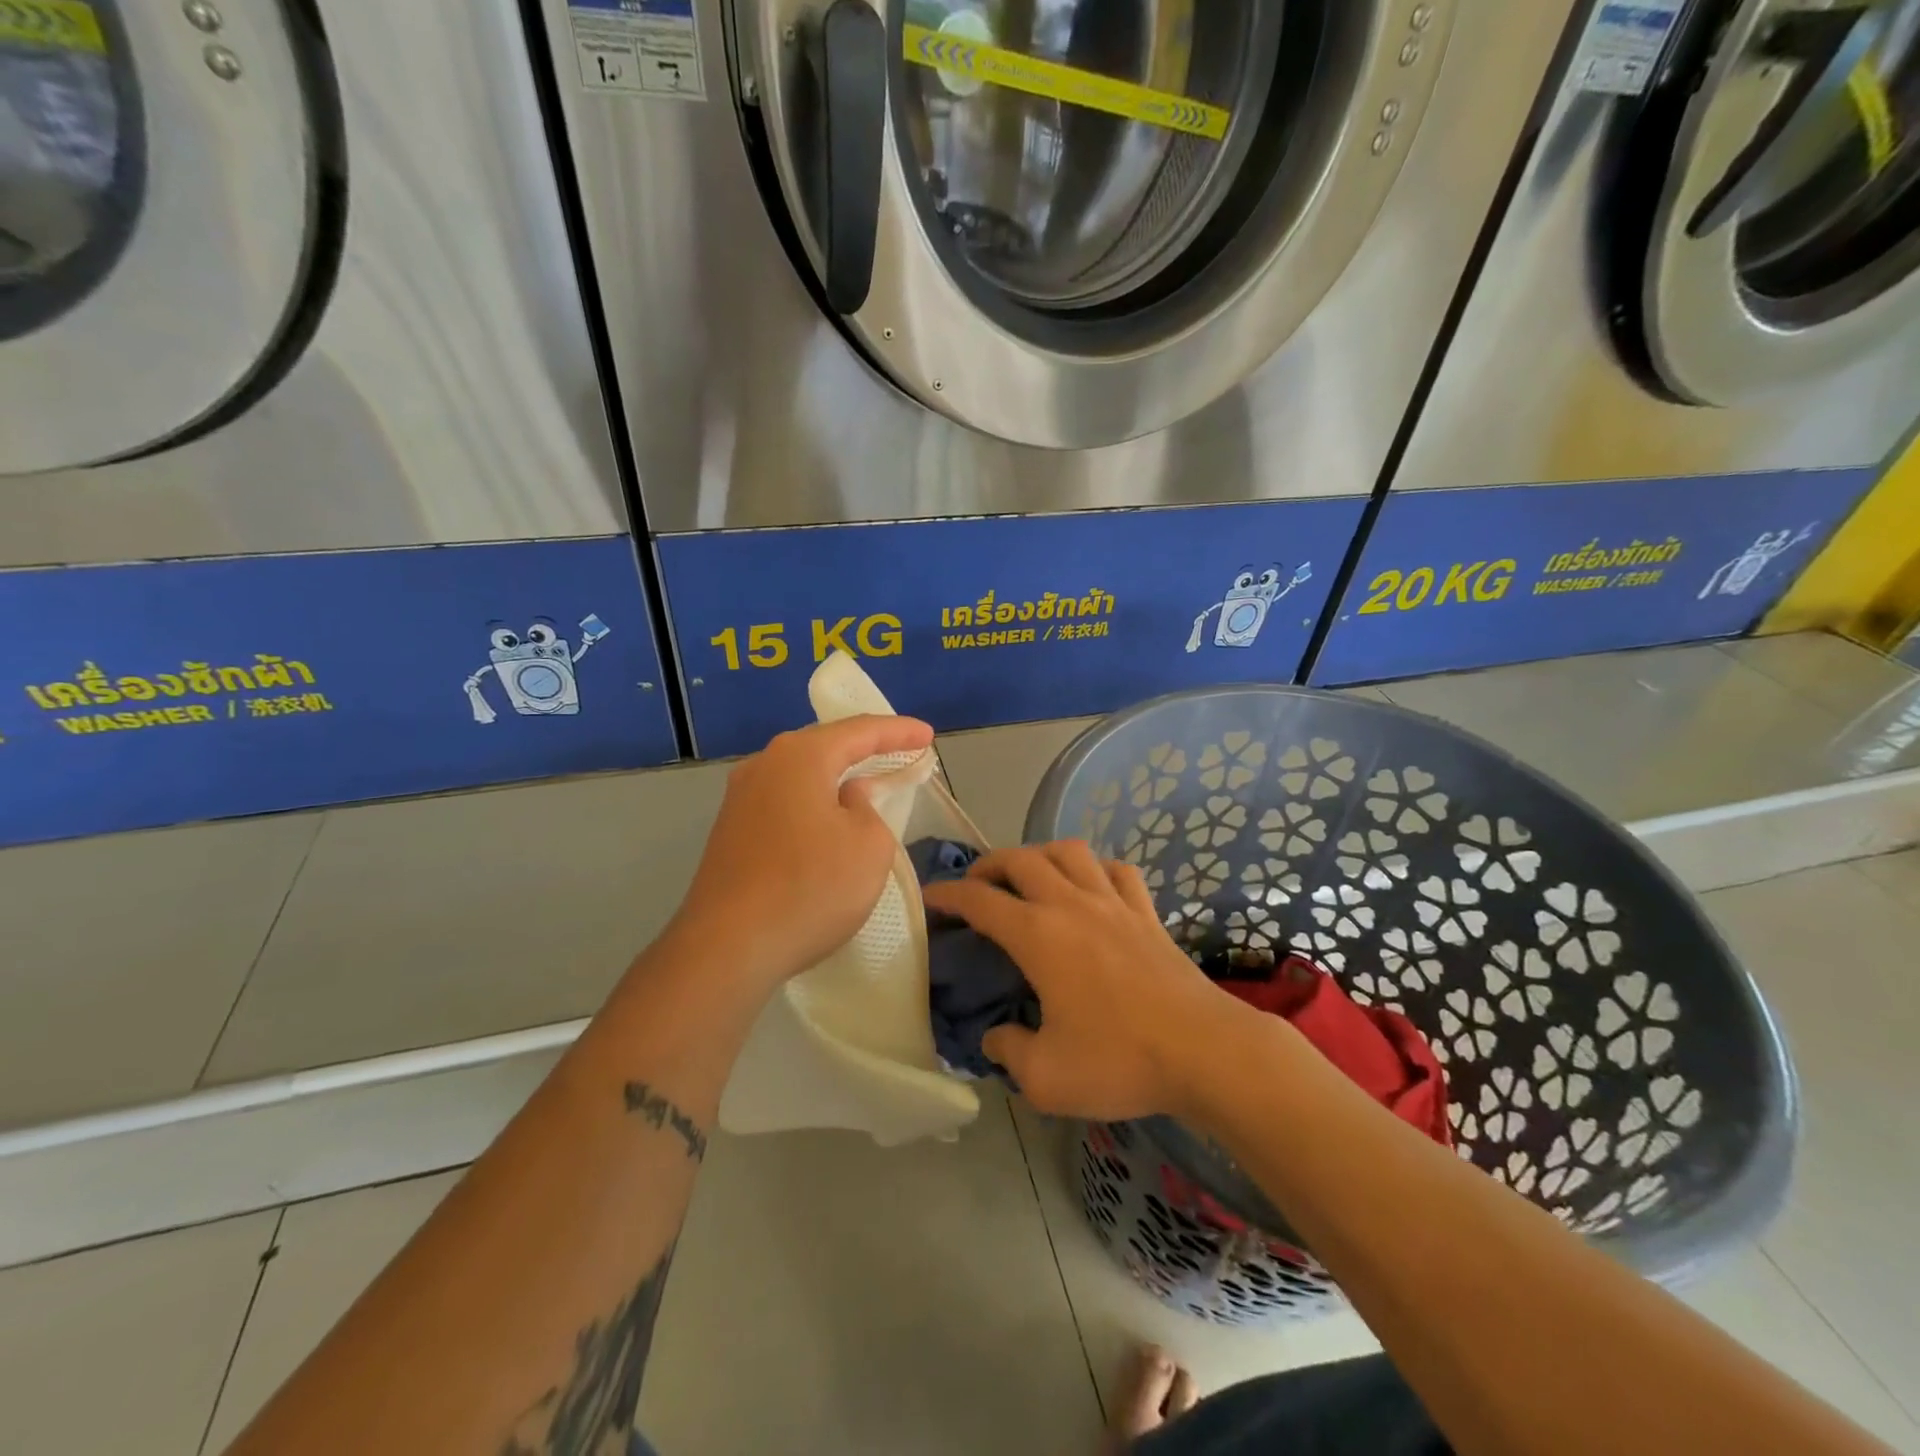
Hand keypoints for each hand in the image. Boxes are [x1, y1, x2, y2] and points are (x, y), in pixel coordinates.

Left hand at [670, 715, 934, 994]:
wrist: (727, 947)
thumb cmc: (810, 888)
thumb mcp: (868, 846)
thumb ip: (869, 809)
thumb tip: (847, 798)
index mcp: (800, 757)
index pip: (859, 731)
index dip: (898, 732)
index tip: (927, 735)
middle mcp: (764, 765)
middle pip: (824, 745)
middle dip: (864, 747)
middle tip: (899, 751)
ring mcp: (740, 799)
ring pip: (800, 774)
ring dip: (835, 776)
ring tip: (866, 781)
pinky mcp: (730, 831)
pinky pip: (784, 801)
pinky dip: (813, 801)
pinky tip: (826, 819)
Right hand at [920, 842, 1256, 1120]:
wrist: (1204, 1051)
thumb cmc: (1120, 1060)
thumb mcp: (1046, 1077)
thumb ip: (1008, 1053)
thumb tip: (995, 1037)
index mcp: (1038, 935)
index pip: (979, 900)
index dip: (948, 894)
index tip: (930, 897)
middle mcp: (1071, 904)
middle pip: (1020, 859)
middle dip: (988, 865)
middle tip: (975, 886)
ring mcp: (1114, 902)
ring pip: (1069, 851)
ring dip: (1040, 854)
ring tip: (1030, 876)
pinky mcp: (1147, 912)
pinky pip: (1117, 871)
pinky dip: (1095, 869)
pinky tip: (1092, 887)